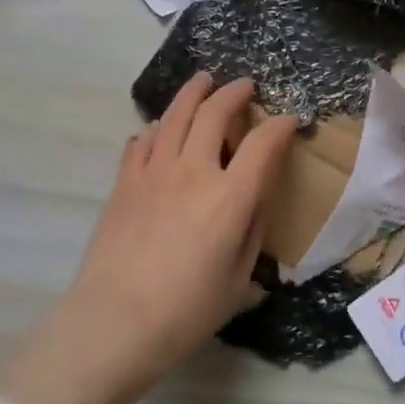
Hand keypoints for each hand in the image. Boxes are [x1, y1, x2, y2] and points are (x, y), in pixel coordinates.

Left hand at [0, 74, 297, 403]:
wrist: (114, 322)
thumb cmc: (186, 312)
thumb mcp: (238, 283)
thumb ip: (252, 236)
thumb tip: (256, 207)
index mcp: (230, 198)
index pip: (264, 144)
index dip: (282, 126)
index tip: (291, 120)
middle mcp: (193, 172)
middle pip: (215, 113)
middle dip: (234, 93)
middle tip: (244, 85)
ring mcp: (154, 173)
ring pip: (175, 116)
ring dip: (193, 93)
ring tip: (202, 81)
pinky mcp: (124, 183)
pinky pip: (142, 141)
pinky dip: (156, 128)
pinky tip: (159, 131)